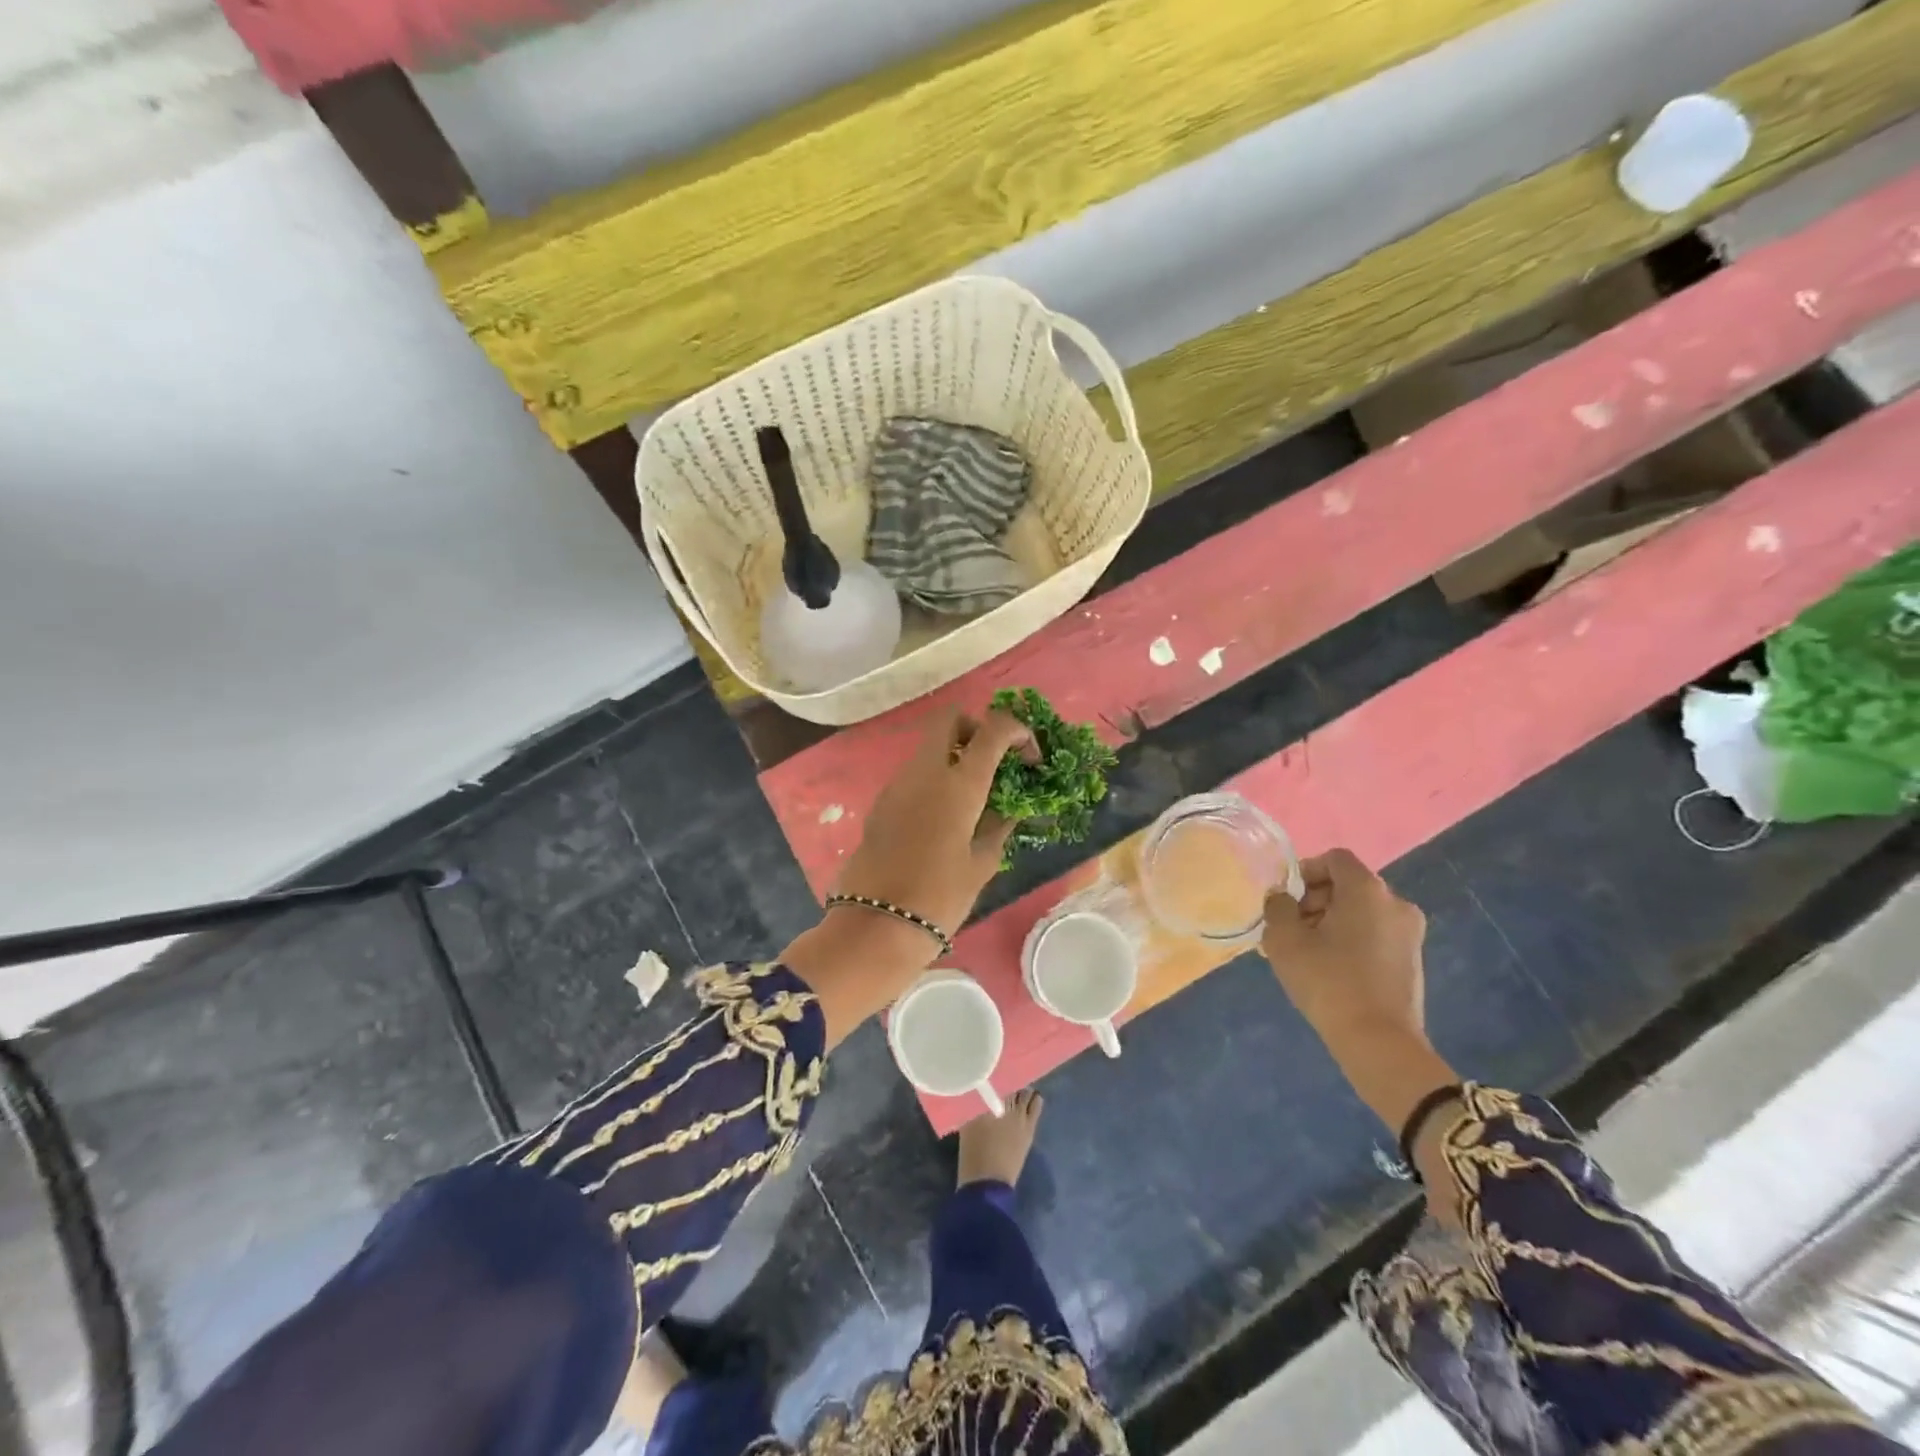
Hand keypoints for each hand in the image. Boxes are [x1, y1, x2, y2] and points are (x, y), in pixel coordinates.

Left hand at [782, 709, 1032, 1047]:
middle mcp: (925, 771)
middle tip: (994, 762)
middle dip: (977, 728)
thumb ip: (999, 826)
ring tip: (974, 795)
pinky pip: (914, 772)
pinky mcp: (881, 801)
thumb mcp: (982, 864)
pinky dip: (935, 777)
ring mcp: (898, 783)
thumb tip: (1010, 807)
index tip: (1030, 758)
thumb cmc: (939, 898)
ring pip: (929, 745)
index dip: (1018, 731)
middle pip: (950, 718)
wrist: (875, 926)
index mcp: (959, 783)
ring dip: (955, 754)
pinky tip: (946, 815)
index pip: (994, 728)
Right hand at [1261, 849, 1425, 1041]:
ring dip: (1331, 922)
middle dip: (1315, 899)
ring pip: (1361, 912)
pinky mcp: (1413, 960)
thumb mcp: (1284, 939)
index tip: (1287, 901)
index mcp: (1367, 890)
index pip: (1334, 859)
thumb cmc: (1328, 980)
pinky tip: (1331, 969)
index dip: (1305, 871)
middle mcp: (1395, 903)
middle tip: (1291, 929)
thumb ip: (1277, 907)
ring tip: (1307, 953)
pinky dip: (1351, 940)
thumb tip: (1282, 898)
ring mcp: (1410, 933)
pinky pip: (1374, 934)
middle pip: (1348, 885)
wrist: (1378, 1042)